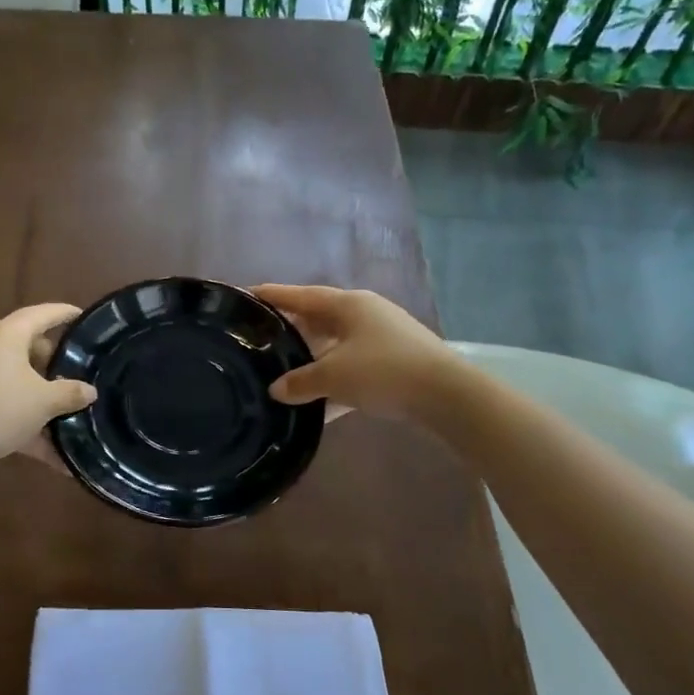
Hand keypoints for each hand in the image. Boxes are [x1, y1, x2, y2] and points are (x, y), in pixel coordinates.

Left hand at [0, 304, 96, 480]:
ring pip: (13, 378)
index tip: (81, 316)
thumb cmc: (0, 407)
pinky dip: (22, 419)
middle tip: (74, 373)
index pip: (40, 314)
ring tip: (64, 410)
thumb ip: (70, 393)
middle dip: (51, 361)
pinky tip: (48, 450)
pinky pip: (1, 402)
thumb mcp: (44, 401)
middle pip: (25, 345)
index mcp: (5, 334)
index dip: (63, 313)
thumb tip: (89, 391)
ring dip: (38, 395)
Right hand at [251, 284, 449, 420]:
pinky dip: (336, 377)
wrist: (446, 394)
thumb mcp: (333, 376)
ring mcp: (383, 335)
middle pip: (319, 316)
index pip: (301, 295)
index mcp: (347, 304)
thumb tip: (277, 390)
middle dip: (292, 326)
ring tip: (287, 367)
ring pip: (337, 342)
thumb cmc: (383, 371)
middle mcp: (365, 312)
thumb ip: (300, 382)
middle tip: (263, 335)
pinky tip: (321, 400)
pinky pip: (354, 364)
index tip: (246, 294)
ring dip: (314, 354)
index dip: (273, 295)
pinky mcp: (396, 359)